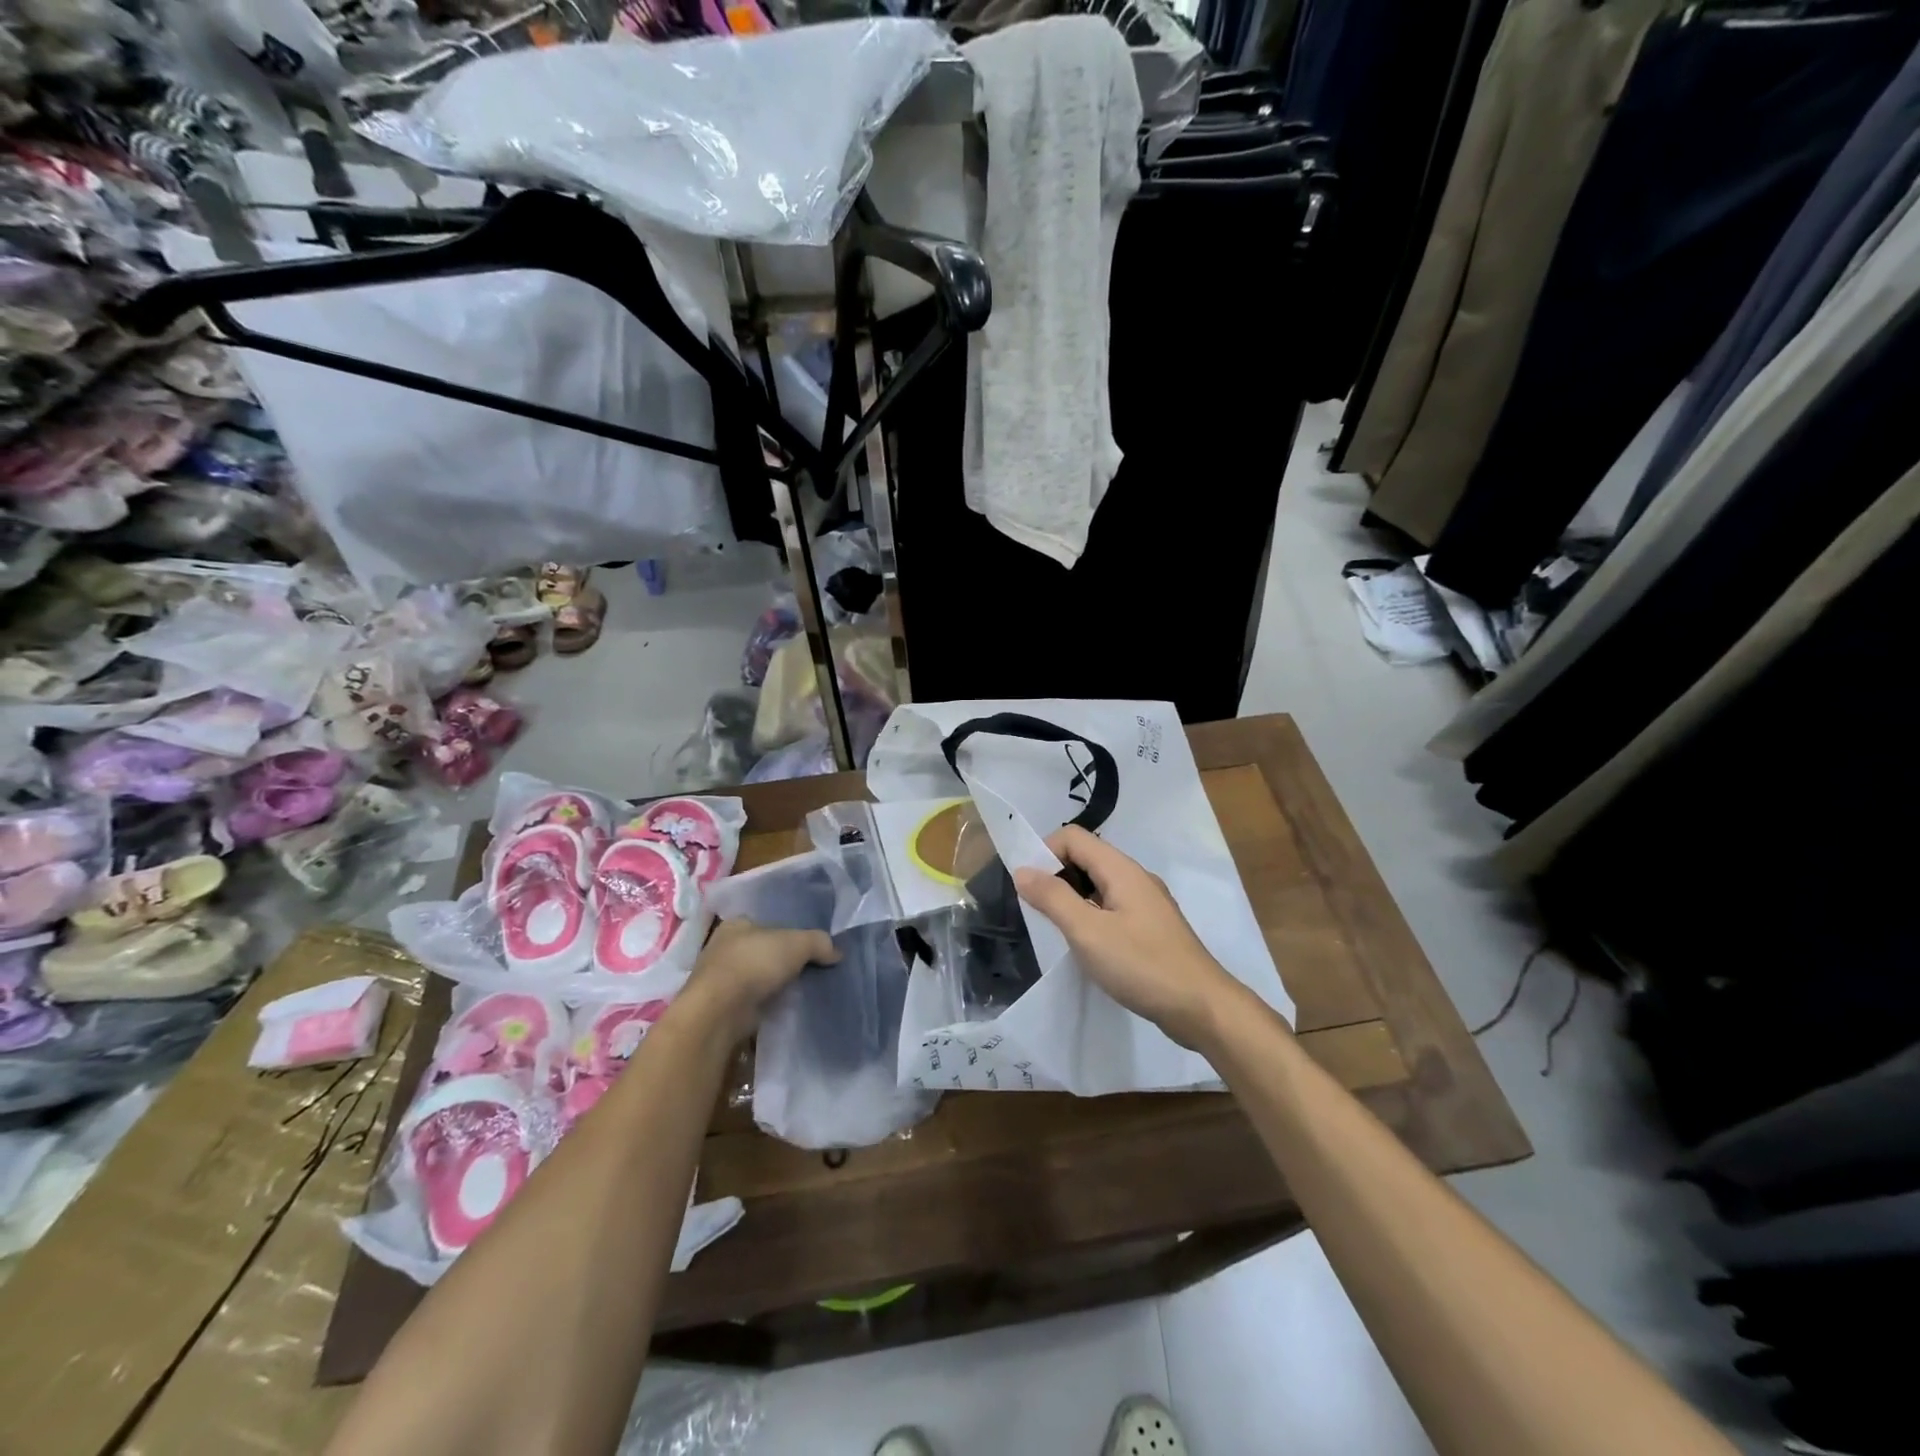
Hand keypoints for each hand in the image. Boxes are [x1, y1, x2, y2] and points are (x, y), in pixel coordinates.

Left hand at [678, 919, 838, 1044]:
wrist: (720, 1011)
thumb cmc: (755, 963)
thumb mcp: (797, 943)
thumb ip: (819, 942)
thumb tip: (837, 952)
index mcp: (736, 924)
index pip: (766, 923)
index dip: (787, 932)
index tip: (806, 946)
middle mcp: (724, 948)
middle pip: (763, 950)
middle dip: (782, 960)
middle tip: (809, 968)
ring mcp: (721, 979)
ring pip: (757, 976)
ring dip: (774, 984)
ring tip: (802, 990)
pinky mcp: (722, 1006)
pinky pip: (752, 1000)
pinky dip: (766, 1003)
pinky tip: (785, 1007)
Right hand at [1014, 827, 1250, 1050]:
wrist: (1203, 1008)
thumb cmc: (1143, 966)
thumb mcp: (1088, 932)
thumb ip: (1053, 898)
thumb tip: (1022, 870)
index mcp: (1121, 869)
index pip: (1072, 837)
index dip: (1044, 852)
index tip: (1028, 888)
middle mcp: (1135, 878)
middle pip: (1086, 858)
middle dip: (1055, 876)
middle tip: (1036, 911)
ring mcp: (1147, 903)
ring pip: (1098, 885)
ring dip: (1072, 899)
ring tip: (1056, 930)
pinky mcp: (1151, 928)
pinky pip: (1112, 908)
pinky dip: (1091, 917)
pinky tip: (1086, 946)